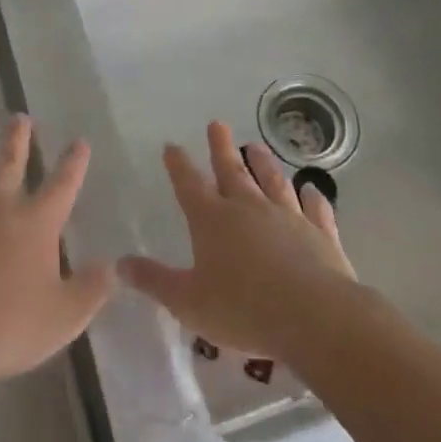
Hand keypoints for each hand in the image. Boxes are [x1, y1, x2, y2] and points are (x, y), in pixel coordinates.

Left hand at [0, 115, 113, 407]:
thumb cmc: (6, 327)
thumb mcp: (63, 318)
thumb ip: (91, 290)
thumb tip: (112, 267)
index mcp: (36, 222)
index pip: (62, 183)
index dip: (74, 162)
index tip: (79, 141)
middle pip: (10, 159)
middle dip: (18, 136)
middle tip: (20, 117)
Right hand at [119, 121, 354, 360]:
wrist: (314, 317)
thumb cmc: (243, 310)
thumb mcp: (188, 302)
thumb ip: (155, 281)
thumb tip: (119, 265)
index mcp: (212, 220)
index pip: (189, 184)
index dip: (179, 165)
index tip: (172, 146)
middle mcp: (248, 209)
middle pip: (232, 171)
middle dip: (221, 148)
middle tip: (217, 124)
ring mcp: (288, 217)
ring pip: (273, 182)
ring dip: (264, 164)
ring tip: (257, 146)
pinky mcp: (320, 234)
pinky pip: (315, 209)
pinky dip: (312, 198)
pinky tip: (312, 190)